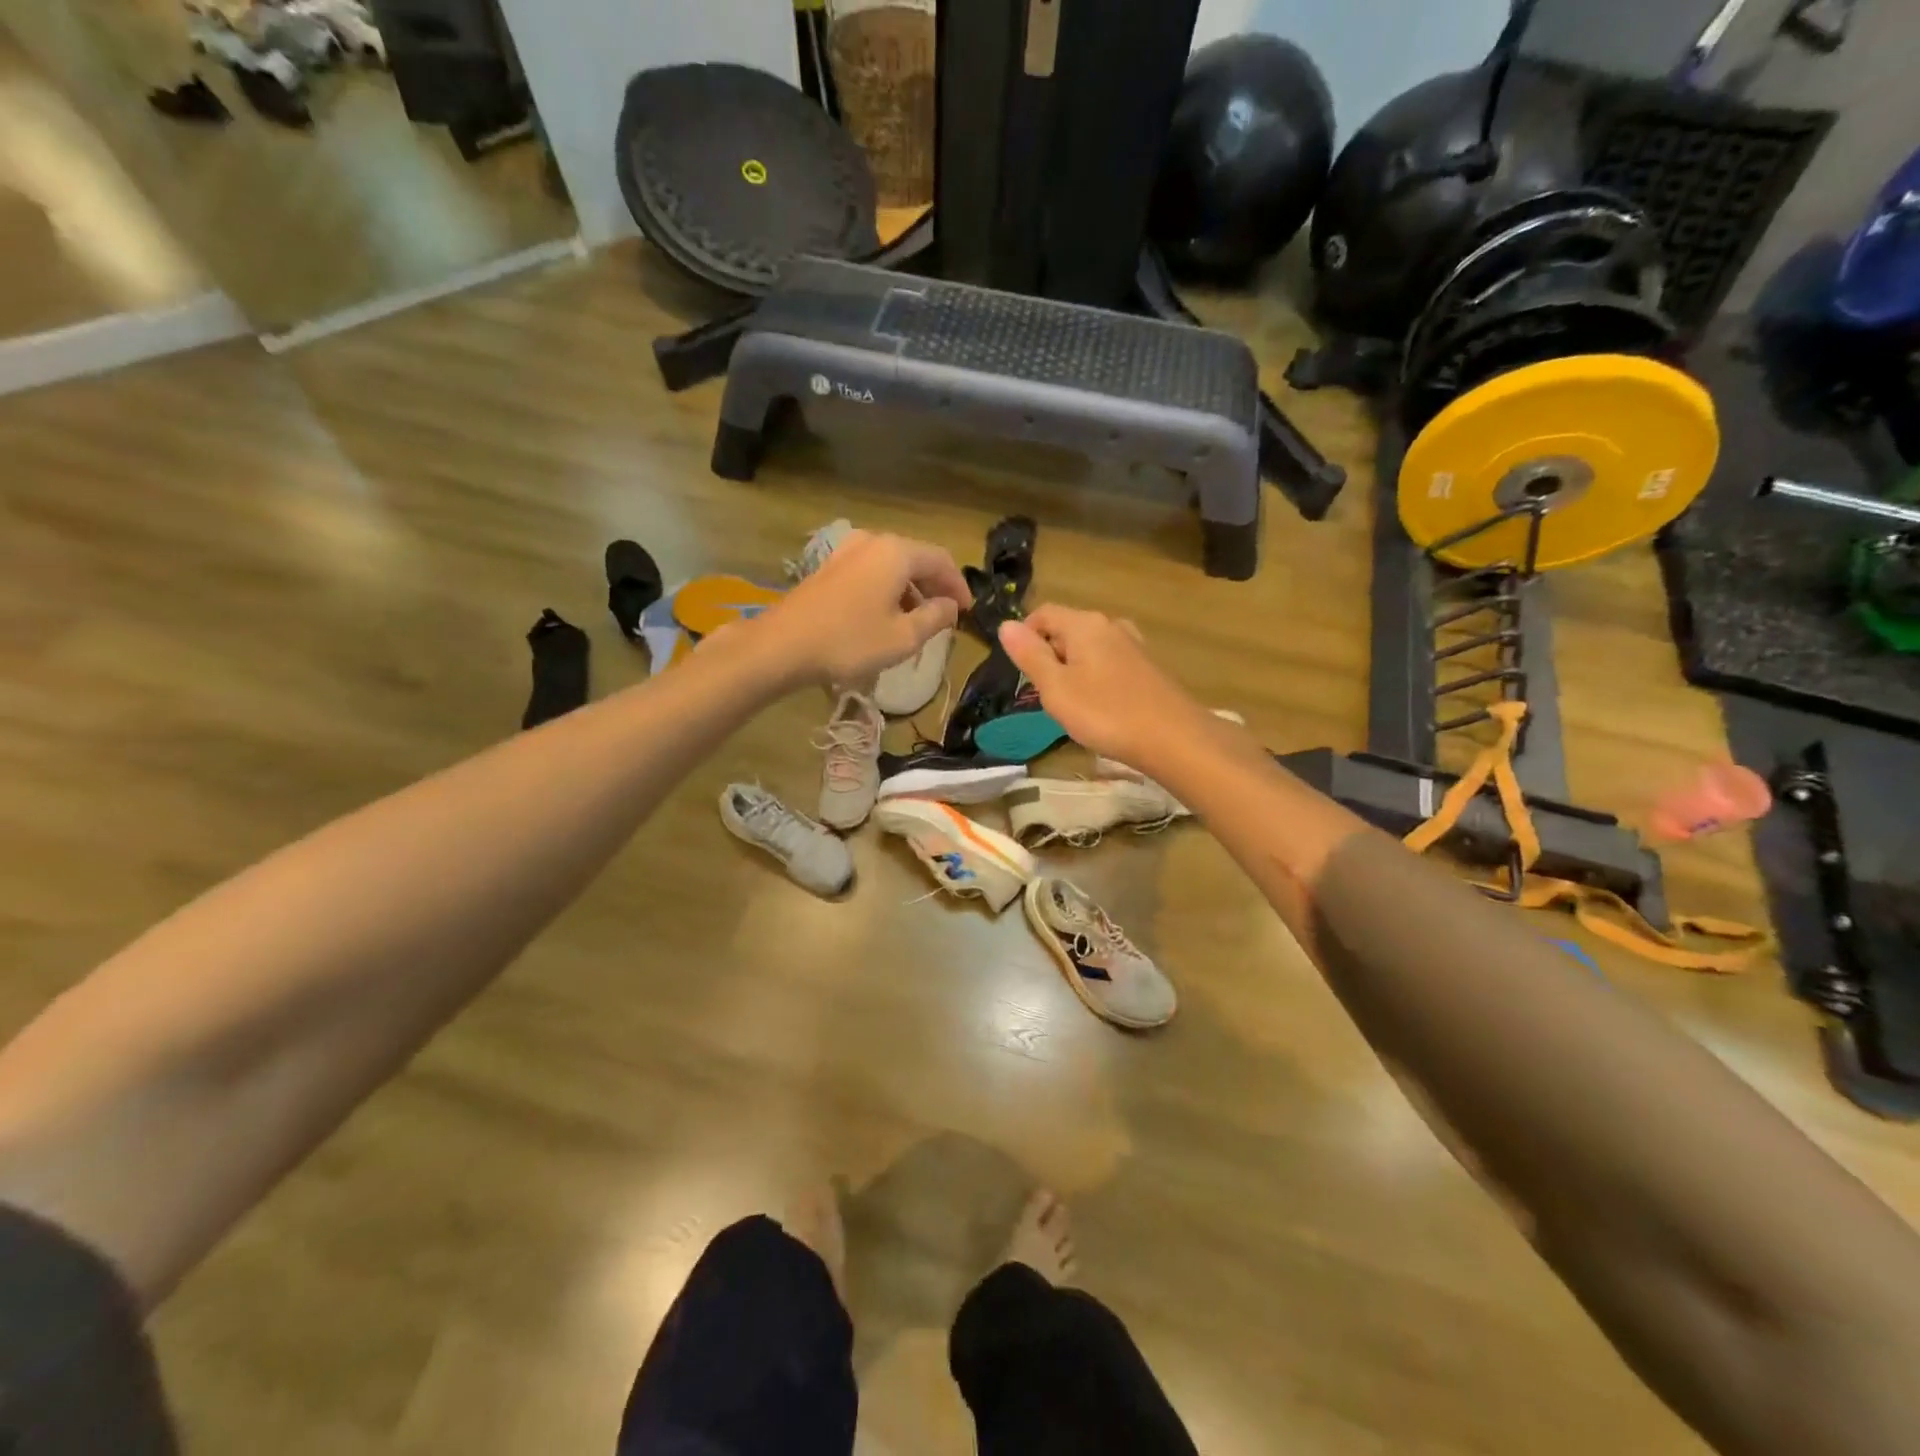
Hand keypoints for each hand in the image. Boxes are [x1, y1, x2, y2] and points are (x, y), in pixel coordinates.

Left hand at [753, 530, 968, 686]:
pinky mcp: (830, 567)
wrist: (783, 645)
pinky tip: (886, 616)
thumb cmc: (850, 641)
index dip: (959, 585)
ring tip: (917, 622)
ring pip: (892, 566)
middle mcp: (873, 542)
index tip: (968, 611)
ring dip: (911, 590)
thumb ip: (935, 618)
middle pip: (916, 559)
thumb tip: (950, 606)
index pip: (941, 560)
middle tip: (946, 616)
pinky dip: (888, 589)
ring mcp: (847, 551)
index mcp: (897, 553)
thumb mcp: (903, 637)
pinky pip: (871, 571)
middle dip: (935, 587)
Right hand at [997, 606, 1210, 769]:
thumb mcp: (1056, 688)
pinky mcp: (1147, 666)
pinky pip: (1108, 662)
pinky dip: (1094, 677)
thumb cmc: (1106, 713)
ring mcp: (1133, 644)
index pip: (1043, 613)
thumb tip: (1005, 625)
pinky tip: (1099, 705)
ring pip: (1088, 647)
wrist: (1173, 738)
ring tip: (1069, 703)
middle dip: (1048, 655)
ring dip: (1071, 668)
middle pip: (1066, 629)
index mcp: (1084, 624)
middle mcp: (1110, 625)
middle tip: (1042, 694)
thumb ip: (1030, 656)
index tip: (1019, 671)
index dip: (1024, 636)